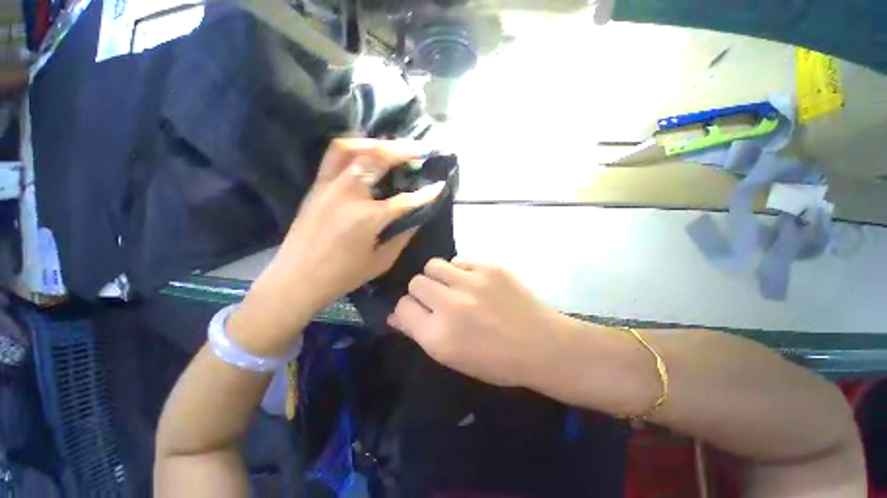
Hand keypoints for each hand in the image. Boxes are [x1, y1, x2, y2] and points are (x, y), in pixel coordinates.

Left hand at [229, 139, 443, 353]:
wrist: (296, 279)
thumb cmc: (342, 276)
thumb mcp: (381, 261)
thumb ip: (401, 236)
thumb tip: (416, 217)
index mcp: (367, 218)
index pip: (405, 200)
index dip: (426, 194)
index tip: (441, 185)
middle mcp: (347, 194)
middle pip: (376, 158)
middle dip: (403, 150)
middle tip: (420, 149)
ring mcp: (328, 186)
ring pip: (350, 148)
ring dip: (374, 142)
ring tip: (391, 146)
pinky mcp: (316, 187)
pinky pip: (334, 157)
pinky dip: (353, 149)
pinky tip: (365, 155)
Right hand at [388, 259, 567, 388]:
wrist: (542, 344)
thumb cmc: (497, 361)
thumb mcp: (452, 358)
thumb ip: (420, 334)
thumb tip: (395, 316)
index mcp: (439, 336)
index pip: (402, 307)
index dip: (408, 308)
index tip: (418, 310)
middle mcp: (451, 306)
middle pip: (416, 282)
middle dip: (422, 291)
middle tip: (439, 299)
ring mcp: (471, 282)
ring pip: (433, 265)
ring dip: (439, 276)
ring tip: (454, 286)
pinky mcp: (489, 267)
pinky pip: (459, 260)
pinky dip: (461, 270)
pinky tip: (475, 282)